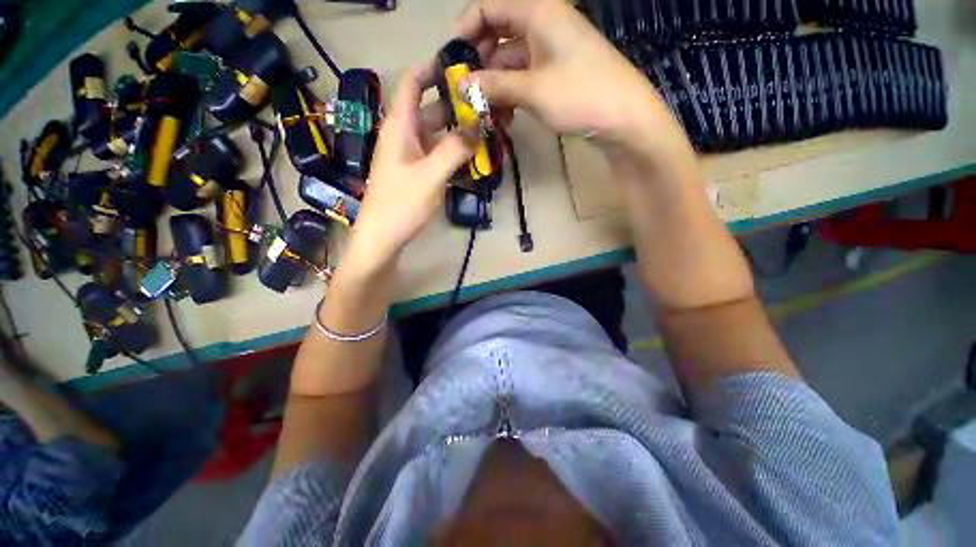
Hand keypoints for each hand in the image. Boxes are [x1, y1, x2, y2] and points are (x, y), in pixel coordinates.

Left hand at [345, 66, 475, 273]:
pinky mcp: (416, 174)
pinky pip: (438, 155)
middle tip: (487, 106)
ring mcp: (411, 156)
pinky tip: (473, 158)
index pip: (413, 83)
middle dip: (457, 106)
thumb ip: (454, 149)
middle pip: (431, 109)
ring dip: (459, 132)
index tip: (463, 67)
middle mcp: (404, 136)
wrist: (382, 238)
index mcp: (400, 126)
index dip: (433, 69)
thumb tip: (478, 127)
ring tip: (486, 131)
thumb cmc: (401, 204)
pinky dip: (454, 153)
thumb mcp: (430, 176)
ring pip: (437, 135)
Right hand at [454, 0, 672, 149]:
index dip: (464, 31)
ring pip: (508, 61)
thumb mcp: (532, 90)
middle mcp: (541, 23)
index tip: (450, 62)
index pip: (487, 7)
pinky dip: (510, 94)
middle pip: (496, 35)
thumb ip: (494, 85)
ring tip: (482, 113)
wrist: (623, 118)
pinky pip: (523, 77)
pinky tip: (504, 117)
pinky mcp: (554, 72)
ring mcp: (549, 49)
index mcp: (536, 12)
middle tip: (464, 94)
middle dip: (477, 65)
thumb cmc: (580, 95)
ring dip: (493, 86)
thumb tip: (461, 86)